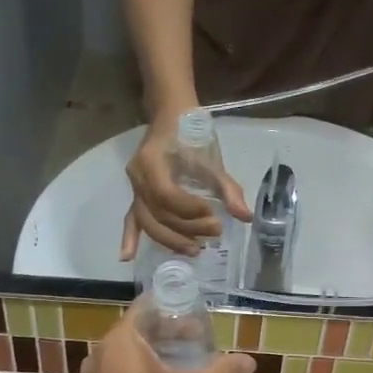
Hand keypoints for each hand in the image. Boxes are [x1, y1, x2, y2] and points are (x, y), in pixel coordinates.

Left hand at [81, 300, 255, 372]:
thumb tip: (249, 361)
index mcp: (121, 342)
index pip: (146, 308)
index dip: (174, 308)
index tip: (198, 314)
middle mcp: (102, 355)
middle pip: (139, 331)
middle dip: (170, 334)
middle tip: (202, 340)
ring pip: (130, 355)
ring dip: (159, 355)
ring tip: (190, 363)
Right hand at [119, 113, 252, 260]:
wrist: (171, 115)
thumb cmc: (192, 134)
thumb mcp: (212, 159)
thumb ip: (227, 189)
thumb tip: (245, 217)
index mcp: (152, 163)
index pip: (168, 196)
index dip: (190, 210)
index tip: (214, 213)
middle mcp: (138, 178)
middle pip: (158, 214)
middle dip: (186, 228)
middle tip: (214, 233)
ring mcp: (134, 187)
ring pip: (147, 221)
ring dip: (170, 239)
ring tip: (195, 249)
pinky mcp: (136, 194)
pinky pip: (131, 218)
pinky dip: (129, 237)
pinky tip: (127, 257)